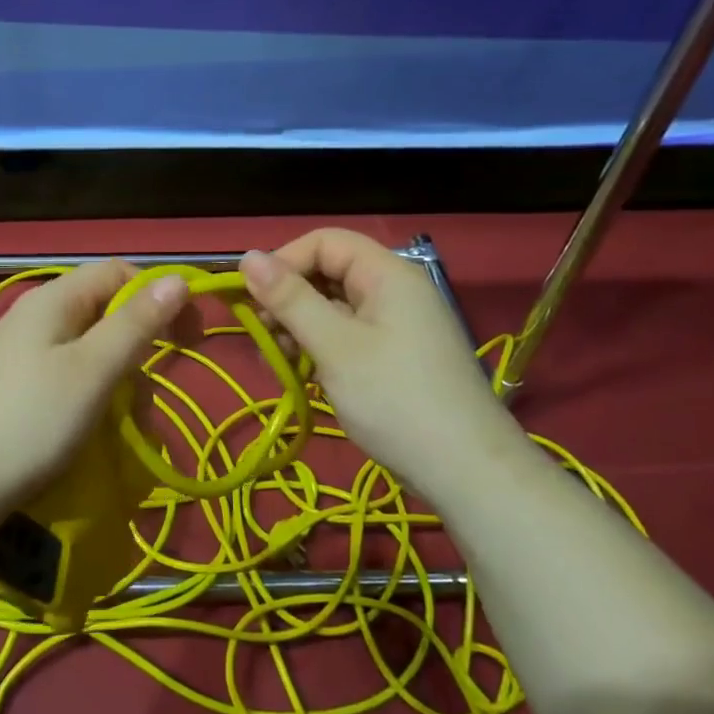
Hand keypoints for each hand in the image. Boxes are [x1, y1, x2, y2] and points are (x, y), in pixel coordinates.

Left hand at [0, 260, 189, 530]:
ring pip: (91, 353)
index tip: (190, 336)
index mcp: (54, 300)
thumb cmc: (30, 420)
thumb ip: (137, 323)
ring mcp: (23, 355)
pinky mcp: (16, 389)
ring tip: (126, 430)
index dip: (159, 296)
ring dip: (119, 385)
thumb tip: (179, 278)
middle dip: (138, 351)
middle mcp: (37, 317)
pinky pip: (70, 380)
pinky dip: (93, 401)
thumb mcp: (93, 370)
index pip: (119, 273)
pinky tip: (96, 434)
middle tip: (149, 397)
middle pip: (106, 314)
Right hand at [240, 229, 502, 497]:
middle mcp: (394, 290)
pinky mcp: (395, 357)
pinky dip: (320, 348)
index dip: (285, 260)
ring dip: (300, 327)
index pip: (325, 241)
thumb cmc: (394, 399)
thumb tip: (247, 256)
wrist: (465, 471)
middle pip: (329, 273)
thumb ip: (290, 299)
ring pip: (334, 308)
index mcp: (387, 274)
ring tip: (278, 360)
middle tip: (262, 334)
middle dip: (289, 297)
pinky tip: (302, 374)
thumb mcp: (334, 346)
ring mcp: (397, 326)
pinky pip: (348, 336)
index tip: (254, 298)